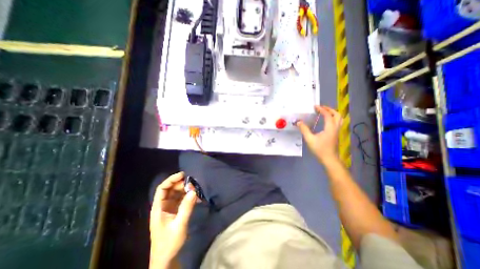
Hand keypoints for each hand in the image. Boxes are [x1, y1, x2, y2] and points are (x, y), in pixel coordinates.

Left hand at [150, 172, 195, 265]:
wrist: (166, 259)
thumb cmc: (169, 243)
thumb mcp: (179, 225)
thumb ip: (186, 207)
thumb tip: (194, 191)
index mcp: (158, 208)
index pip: (162, 188)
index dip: (171, 179)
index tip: (183, 175)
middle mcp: (163, 206)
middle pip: (171, 189)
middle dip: (182, 185)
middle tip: (193, 185)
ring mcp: (169, 208)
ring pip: (177, 194)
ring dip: (186, 191)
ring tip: (196, 191)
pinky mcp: (175, 211)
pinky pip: (181, 200)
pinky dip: (188, 197)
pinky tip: (196, 198)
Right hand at [299, 106, 342, 162]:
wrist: (329, 159)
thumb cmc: (320, 149)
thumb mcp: (309, 139)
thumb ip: (304, 130)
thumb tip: (299, 122)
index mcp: (330, 128)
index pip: (327, 115)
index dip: (321, 109)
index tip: (315, 106)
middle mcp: (335, 128)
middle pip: (337, 115)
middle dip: (329, 109)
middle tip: (321, 108)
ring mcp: (337, 131)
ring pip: (339, 119)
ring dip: (333, 113)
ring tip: (325, 113)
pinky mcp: (336, 135)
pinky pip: (337, 123)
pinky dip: (333, 118)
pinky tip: (326, 122)